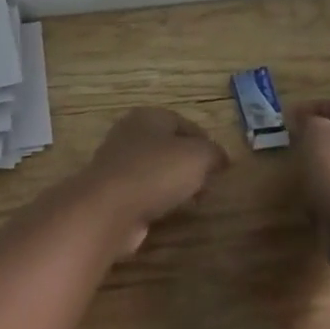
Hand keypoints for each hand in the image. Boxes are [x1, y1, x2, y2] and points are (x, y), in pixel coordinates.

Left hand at [74, 107, 228, 254]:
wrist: (108, 208)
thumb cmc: (156, 172)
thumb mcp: (198, 156)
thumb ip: (214, 153)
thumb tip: (221, 159)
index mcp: (149, 116)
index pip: (185, 123)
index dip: (206, 142)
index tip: (221, 165)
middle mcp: (130, 133)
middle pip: (169, 146)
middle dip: (191, 165)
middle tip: (208, 184)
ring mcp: (117, 162)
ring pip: (156, 169)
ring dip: (175, 183)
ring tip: (193, 201)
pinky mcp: (112, 190)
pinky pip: (143, 190)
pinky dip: (157, 199)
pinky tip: (168, 212)